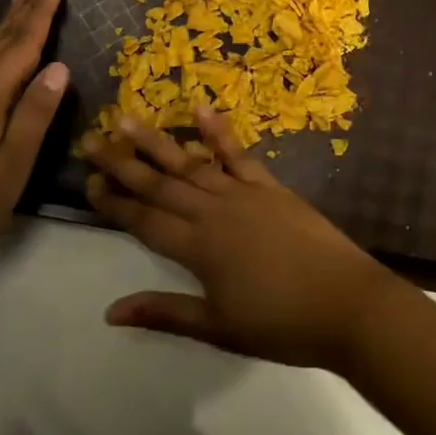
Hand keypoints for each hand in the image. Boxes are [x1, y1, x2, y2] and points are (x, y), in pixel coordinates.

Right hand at [80, 106, 406, 370]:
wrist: (348, 304)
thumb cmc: (282, 324)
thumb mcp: (218, 326)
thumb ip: (164, 312)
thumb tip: (110, 311)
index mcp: (198, 248)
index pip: (144, 220)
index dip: (114, 202)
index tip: (87, 182)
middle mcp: (214, 212)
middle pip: (160, 185)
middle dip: (122, 163)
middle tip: (90, 140)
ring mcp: (244, 194)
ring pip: (191, 163)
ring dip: (158, 142)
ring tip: (128, 119)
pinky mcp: (271, 187)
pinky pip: (239, 154)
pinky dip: (218, 131)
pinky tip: (201, 108)